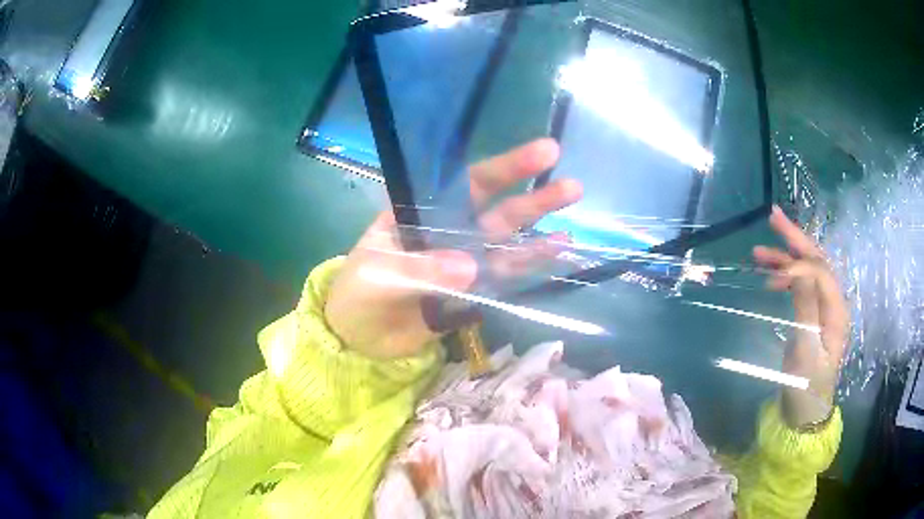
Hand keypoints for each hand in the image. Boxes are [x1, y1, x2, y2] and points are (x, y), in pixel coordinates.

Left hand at [325, 139, 581, 359]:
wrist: (357, 339)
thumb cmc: (358, 294)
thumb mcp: (379, 274)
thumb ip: (421, 269)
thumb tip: (472, 266)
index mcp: (423, 213)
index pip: (468, 184)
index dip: (505, 169)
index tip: (541, 155)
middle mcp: (449, 232)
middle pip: (496, 212)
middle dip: (532, 198)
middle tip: (572, 187)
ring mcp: (463, 263)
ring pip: (506, 245)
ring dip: (537, 236)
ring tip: (572, 224)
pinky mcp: (470, 293)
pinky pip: (502, 279)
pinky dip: (527, 269)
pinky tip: (555, 257)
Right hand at [753, 206, 848, 427]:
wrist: (804, 414)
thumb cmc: (807, 387)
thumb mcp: (806, 352)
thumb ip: (806, 308)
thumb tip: (798, 270)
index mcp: (837, 310)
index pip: (820, 272)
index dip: (798, 266)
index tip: (772, 276)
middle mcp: (832, 303)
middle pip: (816, 261)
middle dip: (795, 239)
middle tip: (773, 217)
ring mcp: (822, 309)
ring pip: (807, 271)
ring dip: (786, 257)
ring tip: (759, 251)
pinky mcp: (811, 317)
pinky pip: (800, 287)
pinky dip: (785, 276)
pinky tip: (771, 274)